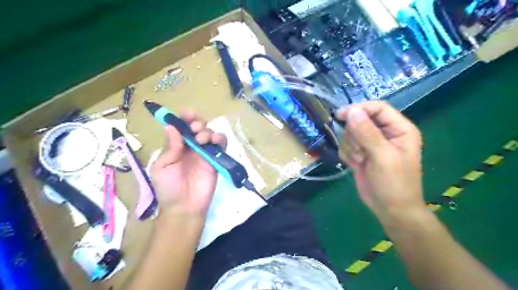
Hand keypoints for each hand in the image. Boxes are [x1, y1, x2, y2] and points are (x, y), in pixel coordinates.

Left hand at [152, 112, 226, 217]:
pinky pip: (221, 145)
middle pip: (197, 127)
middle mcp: (191, 147)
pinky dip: (220, 139)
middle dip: (197, 122)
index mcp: (176, 147)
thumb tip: (171, 126)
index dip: (184, 118)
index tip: (187, 114)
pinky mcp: (216, 160)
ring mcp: (204, 153)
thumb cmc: (168, 188)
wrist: (184, 207)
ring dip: (208, 131)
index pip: (181, 127)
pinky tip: (215, 141)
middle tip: (195, 129)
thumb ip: (170, 147)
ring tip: (203, 139)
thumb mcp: (162, 167)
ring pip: (210, 134)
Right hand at [336, 102, 424, 224]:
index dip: (359, 109)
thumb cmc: (394, 183)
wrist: (390, 209)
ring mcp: (371, 144)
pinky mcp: (360, 153)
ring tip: (360, 160)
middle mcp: (384, 133)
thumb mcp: (382, 156)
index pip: (377, 108)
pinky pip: (346, 145)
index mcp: (399, 129)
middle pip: (360, 120)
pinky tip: (355, 164)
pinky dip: (347, 154)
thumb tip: (352, 111)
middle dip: (354, 135)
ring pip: (350, 133)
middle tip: (360, 152)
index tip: (340, 115)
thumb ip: (367, 132)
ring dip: (351, 147)